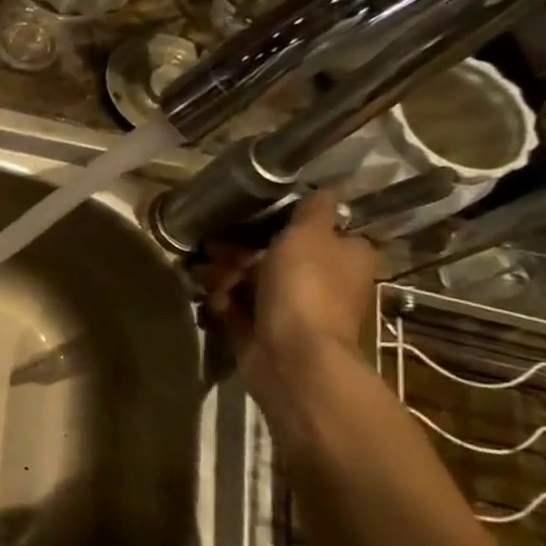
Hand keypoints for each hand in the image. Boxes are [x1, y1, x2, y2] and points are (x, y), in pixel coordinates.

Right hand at [194, 190, 377, 399]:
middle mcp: (324, 281)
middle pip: (277, 256)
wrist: (292, 354)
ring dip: (224, 275)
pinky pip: (239, 308)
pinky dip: (223, 301)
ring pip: (252, 281)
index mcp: (345, 256)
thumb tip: (325, 191)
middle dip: (240, 251)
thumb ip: (314, 211)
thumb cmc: (305, 288)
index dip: (283, 224)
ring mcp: (294, 308)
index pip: (318, 231)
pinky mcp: (265, 330)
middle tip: (211, 247)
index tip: (251, 219)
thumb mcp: (309, 235)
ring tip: (201, 274)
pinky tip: (210, 299)